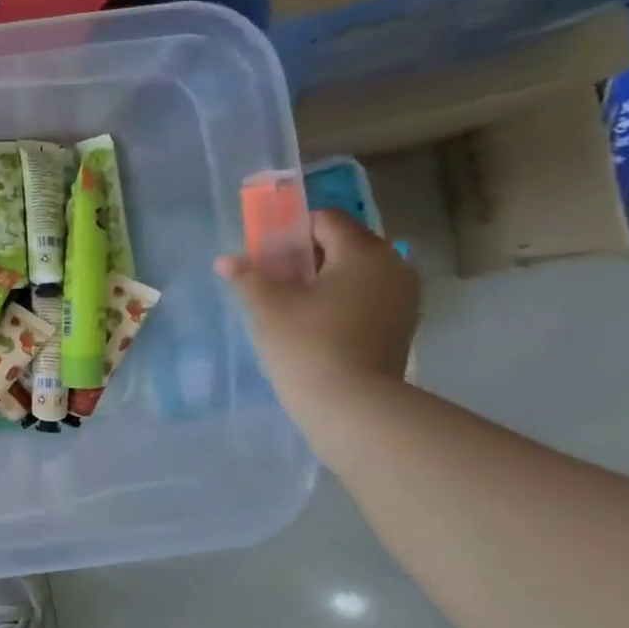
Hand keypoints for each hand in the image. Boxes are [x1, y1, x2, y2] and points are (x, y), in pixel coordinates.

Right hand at [216, 210, 418, 426]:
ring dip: (325, 279)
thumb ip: (247, 277)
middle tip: (274, 279)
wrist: (353, 407)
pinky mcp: (401, 326)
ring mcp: (403, 298)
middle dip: (307, 255)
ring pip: (357, 272)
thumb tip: (225, 260)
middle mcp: (393, 266)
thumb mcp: (268, 307)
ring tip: (292, 304)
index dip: (291, 231)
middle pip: (344, 244)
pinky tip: (316, 324)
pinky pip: (368, 297)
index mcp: (363, 252)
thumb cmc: (308, 345)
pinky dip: (342, 300)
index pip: (326, 220)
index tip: (266, 255)